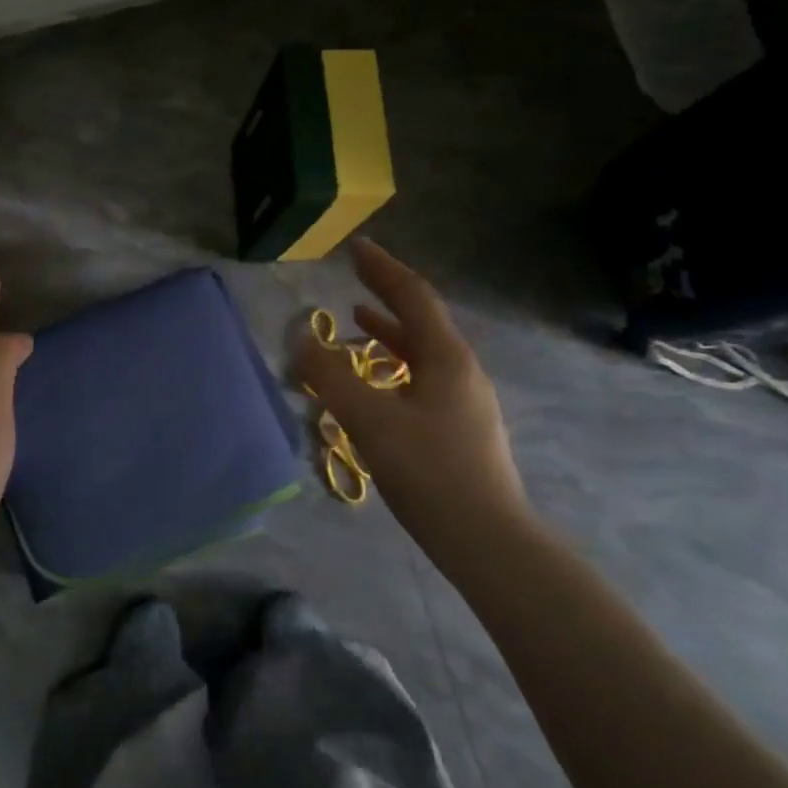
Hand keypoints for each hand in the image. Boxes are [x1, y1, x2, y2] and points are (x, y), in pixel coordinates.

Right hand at [294, 239, 532, 566]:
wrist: (487, 540)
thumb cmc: (430, 472)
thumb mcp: (370, 420)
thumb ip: (330, 378)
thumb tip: (299, 340)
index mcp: (446, 358)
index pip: (413, 297)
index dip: (382, 269)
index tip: (356, 247)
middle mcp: (461, 370)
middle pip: (422, 318)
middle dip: (386, 293)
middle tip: (355, 274)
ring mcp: (464, 400)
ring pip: (422, 350)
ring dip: (390, 330)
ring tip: (357, 320)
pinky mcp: (459, 427)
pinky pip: (422, 376)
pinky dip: (395, 363)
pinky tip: (377, 381)